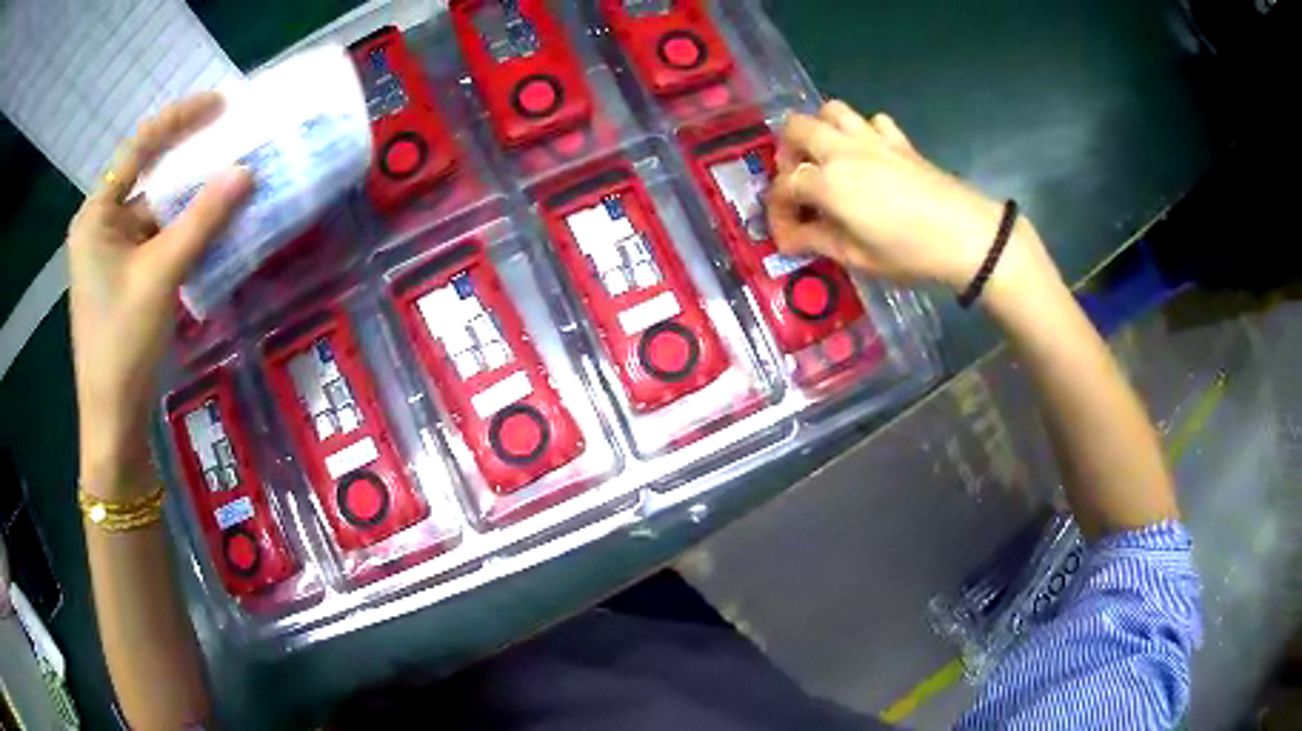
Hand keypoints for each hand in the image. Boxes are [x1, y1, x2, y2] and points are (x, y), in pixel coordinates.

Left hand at [70, 93, 252, 498]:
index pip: (138, 149)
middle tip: (232, 138)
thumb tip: (246, 171)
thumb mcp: (161, 276)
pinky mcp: (124, 278)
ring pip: (156, 212)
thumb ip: (202, 220)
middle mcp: (100, 226)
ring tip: (231, 179)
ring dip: (191, 200)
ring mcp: (112, 255)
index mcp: (95, 216)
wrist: (113, 421)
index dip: (179, 120)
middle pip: (148, 178)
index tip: (221, 104)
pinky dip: (184, 231)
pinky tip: (212, 225)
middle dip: (189, 160)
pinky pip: (157, 240)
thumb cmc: (123, 344)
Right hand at [767, 101, 1057, 298]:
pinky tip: (868, 155)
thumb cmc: (910, 253)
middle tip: (798, 182)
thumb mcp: (858, 257)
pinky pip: (871, 120)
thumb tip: (792, 237)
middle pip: (795, 127)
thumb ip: (818, 240)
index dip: (778, 211)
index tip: (787, 236)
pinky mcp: (899, 140)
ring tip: (826, 158)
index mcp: (827, 181)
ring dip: (819, 129)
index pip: (783, 186)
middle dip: (787, 153)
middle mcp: (842, 149)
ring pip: (831, 110)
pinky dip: (862, 131)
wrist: (967, 237)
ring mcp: (872, 139)